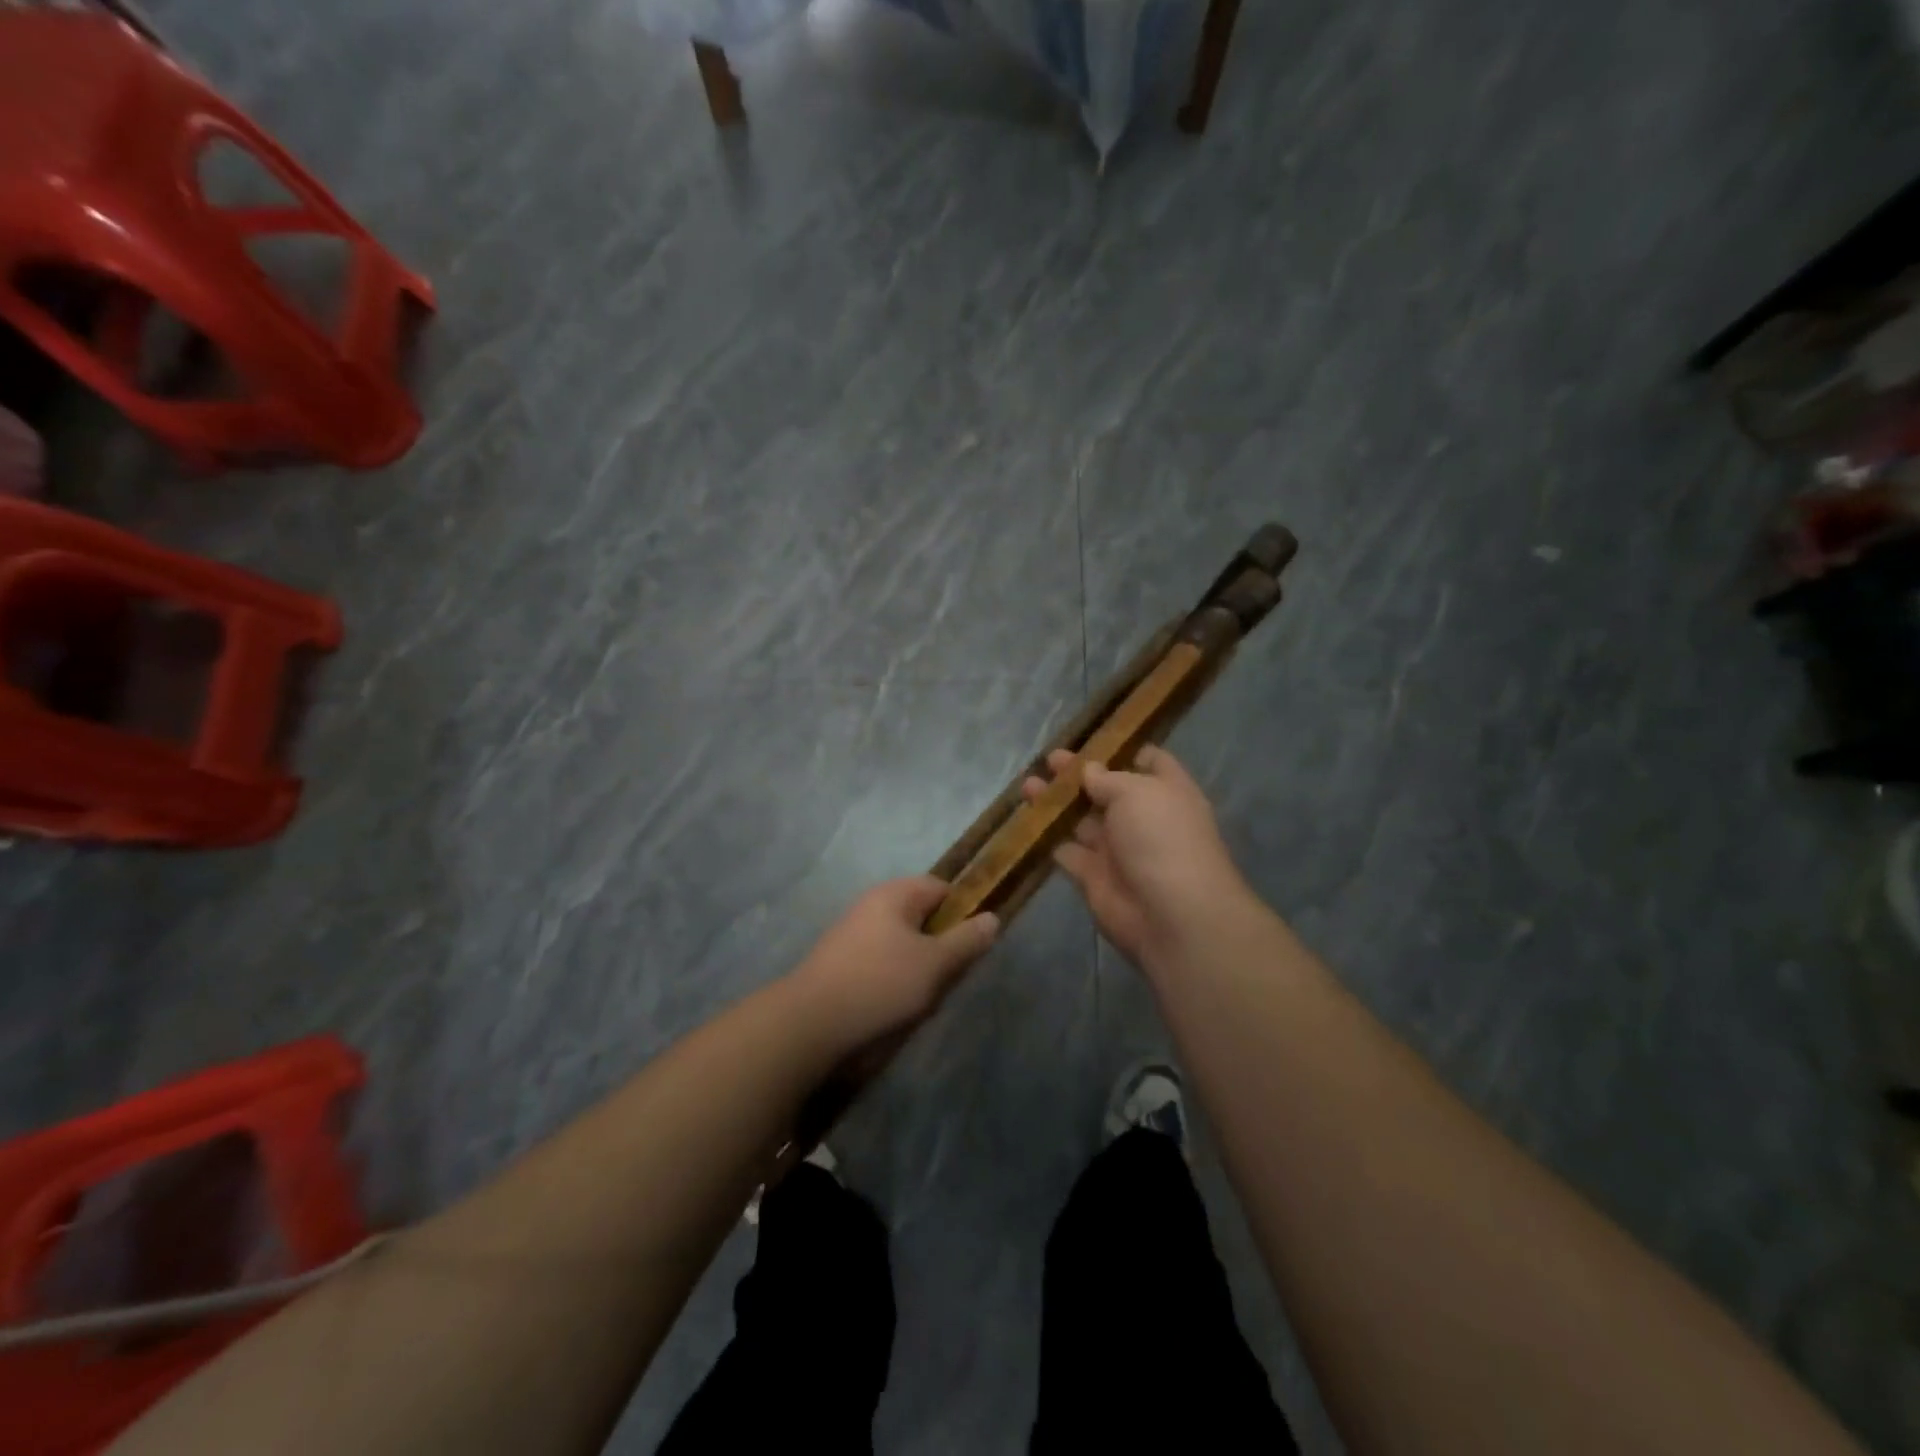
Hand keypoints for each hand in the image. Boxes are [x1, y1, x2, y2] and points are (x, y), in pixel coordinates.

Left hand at [788, 877, 998, 1050]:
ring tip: (925, 995)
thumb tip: (992, 917)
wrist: (810, 1023)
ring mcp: (853, 933)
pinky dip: (895, 978)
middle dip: (940, 944)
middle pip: (921, 916)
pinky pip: (882, 961)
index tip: (974, 943)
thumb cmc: (880, 984)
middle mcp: (871, 905)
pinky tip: (896, 1004)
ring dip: (919, 965)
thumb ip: (966, 940)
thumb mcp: (934, 964)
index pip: (941, 888)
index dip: (963, 911)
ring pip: (903, 942)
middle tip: (951, 975)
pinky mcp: (841, 962)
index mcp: (894, 895)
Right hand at [1022, 745, 1250, 971]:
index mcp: (1165, 791)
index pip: (1149, 761)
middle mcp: (1143, 818)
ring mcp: (1118, 849)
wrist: (1170, 915)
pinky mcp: (1094, 877)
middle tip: (1048, 760)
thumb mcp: (1136, 792)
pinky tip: (1025, 821)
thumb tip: (1089, 771)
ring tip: (1027, 786)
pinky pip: (1066, 851)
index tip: (1092, 739)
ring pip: (1081, 819)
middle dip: (1078, 774)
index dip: (1123, 749)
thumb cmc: (1161, 837)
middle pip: (1107, 789)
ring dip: (1056, 803)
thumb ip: (1107, 779)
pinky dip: (1047, 838)